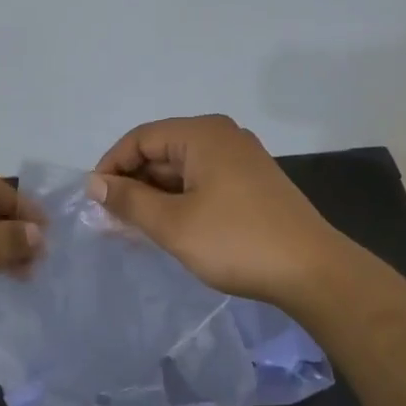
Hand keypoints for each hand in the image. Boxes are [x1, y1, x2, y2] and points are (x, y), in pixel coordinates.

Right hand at [91, 115, 340, 309]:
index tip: (93, 201)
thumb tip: (94, 183)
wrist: (312, 271)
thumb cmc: (236, 241)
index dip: (111, 167)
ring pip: (181, 171)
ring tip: (132, 229)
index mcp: (202, 134)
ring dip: (154, 197)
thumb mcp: (172, 223)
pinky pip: (202, 184)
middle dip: (132, 184)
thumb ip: (128, 200)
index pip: (140, 139)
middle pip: (161, 152)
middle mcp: (222, 137)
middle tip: (109, 221)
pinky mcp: (251, 184)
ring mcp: (240, 160)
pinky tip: (166, 229)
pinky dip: (179, 202)